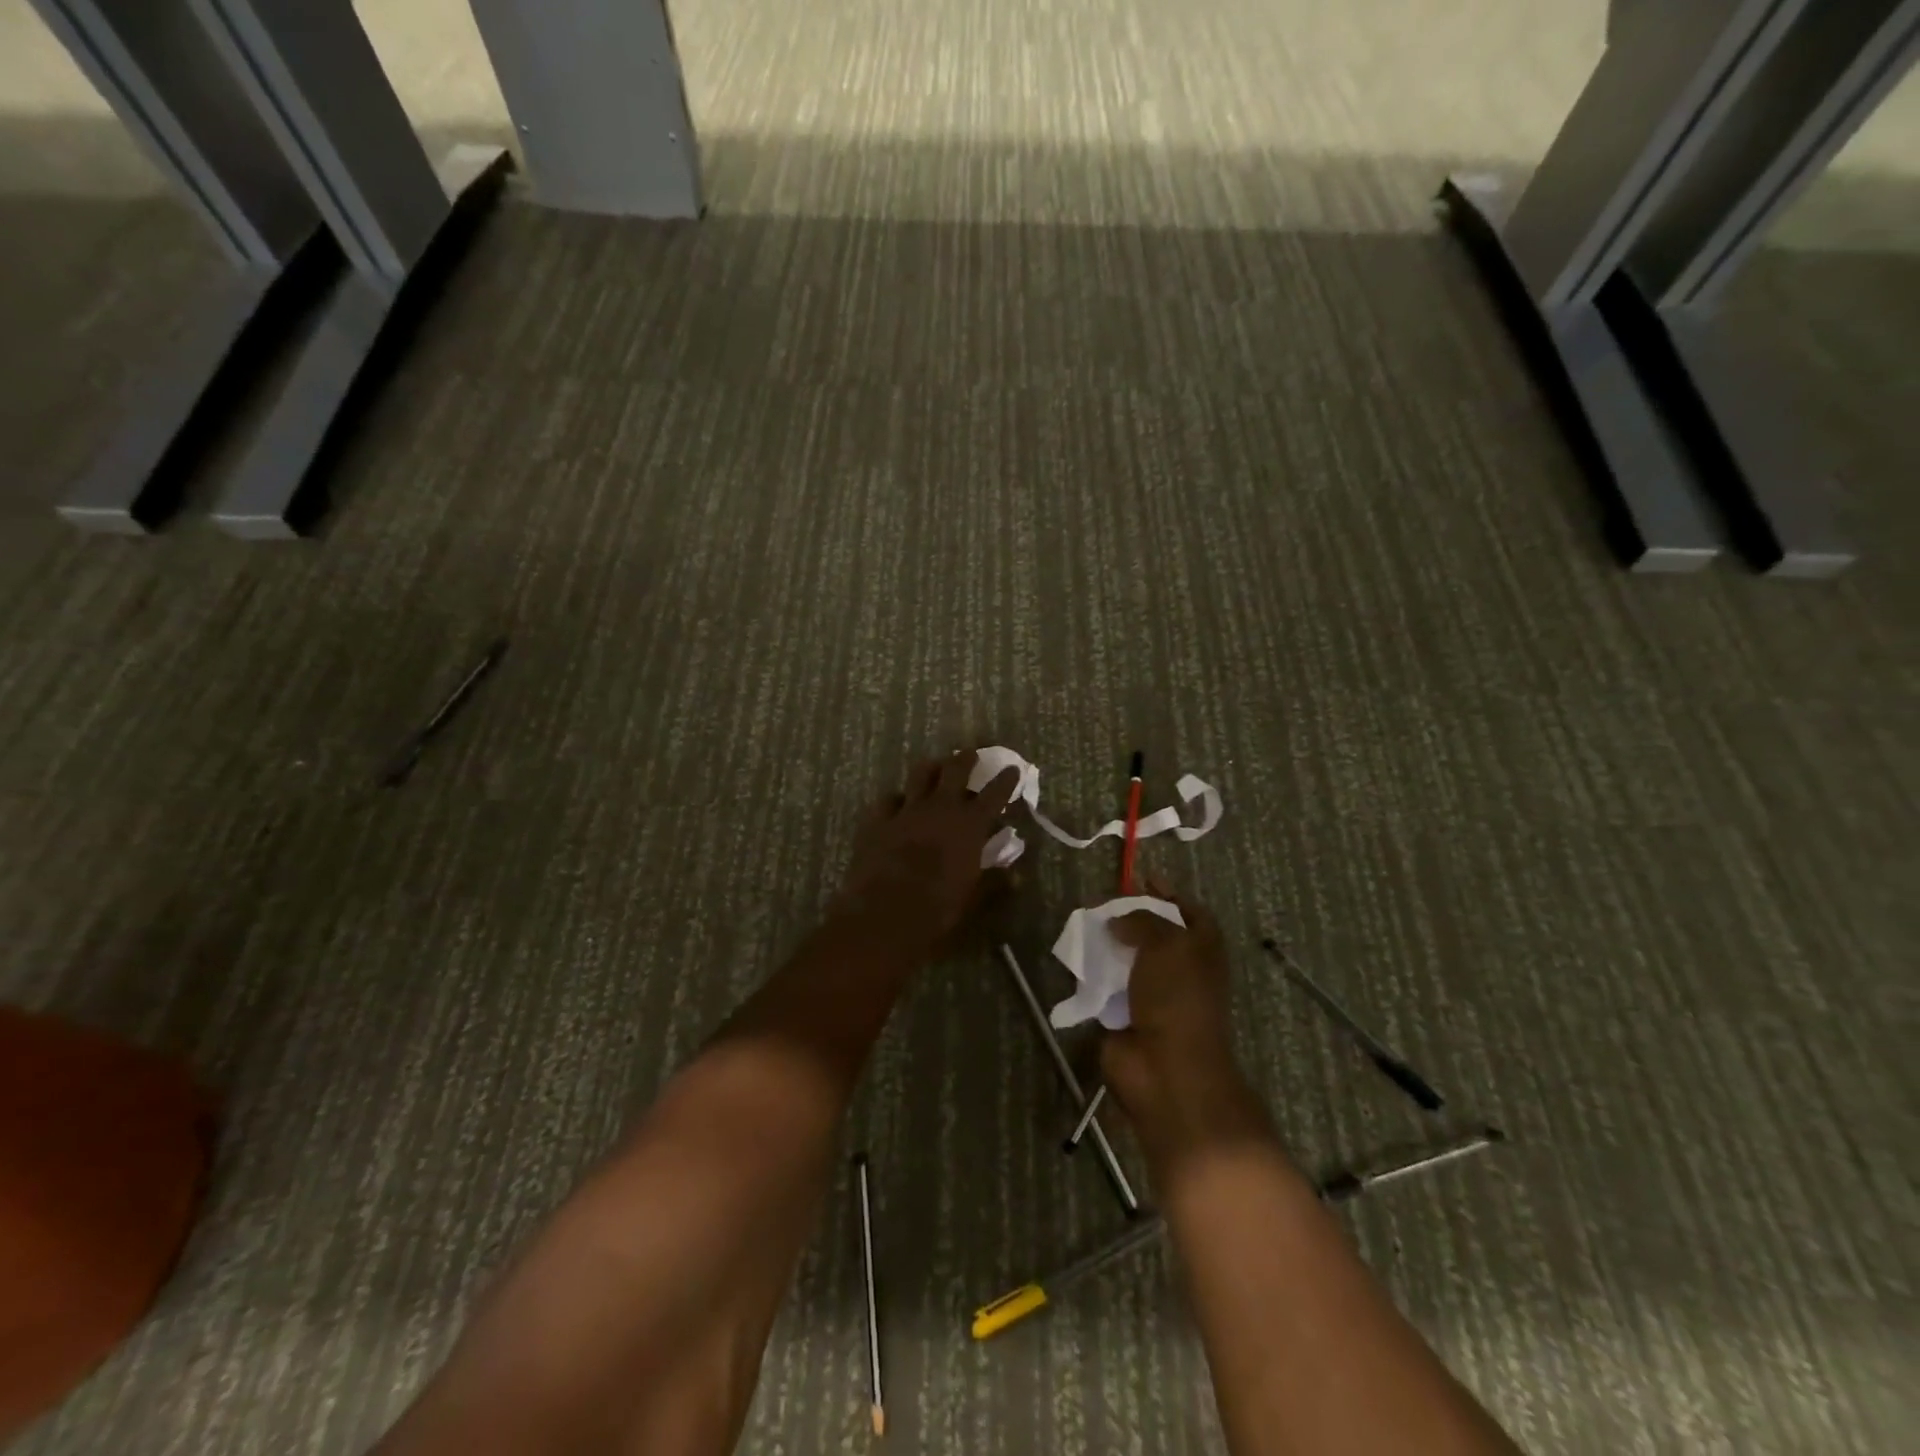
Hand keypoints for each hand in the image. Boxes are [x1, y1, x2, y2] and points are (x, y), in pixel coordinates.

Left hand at [833, 752, 1021, 946]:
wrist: (887, 911)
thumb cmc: (939, 906)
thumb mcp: (974, 898)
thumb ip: (995, 882)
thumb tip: (1016, 876)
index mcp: (970, 824)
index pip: (994, 794)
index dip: (1005, 780)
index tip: (1012, 769)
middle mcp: (941, 807)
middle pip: (955, 770)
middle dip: (965, 759)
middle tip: (970, 753)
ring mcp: (907, 810)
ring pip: (920, 774)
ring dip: (931, 767)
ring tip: (935, 765)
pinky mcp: (879, 820)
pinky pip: (888, 799)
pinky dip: (896, 798)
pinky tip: (897, 801)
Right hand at [1100, 885, 1263, 1157]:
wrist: (1166, 1069)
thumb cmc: (1177, 998)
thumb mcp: (1165, 943)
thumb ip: (1140, 920)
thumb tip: (1116, 921)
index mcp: (1203, 949)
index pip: (1190, 911)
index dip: (1169, 894)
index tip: (1141, 879)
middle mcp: (1181, 969)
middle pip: (1155, 933)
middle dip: (1130, 918)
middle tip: (1102, 903)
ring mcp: (1154, 995)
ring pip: (1128, 959)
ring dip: (1108, 945)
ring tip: (1083, 927)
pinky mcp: (1127, 1015)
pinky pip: (1108, 986)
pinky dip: (1094, 975)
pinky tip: (1076, 960)